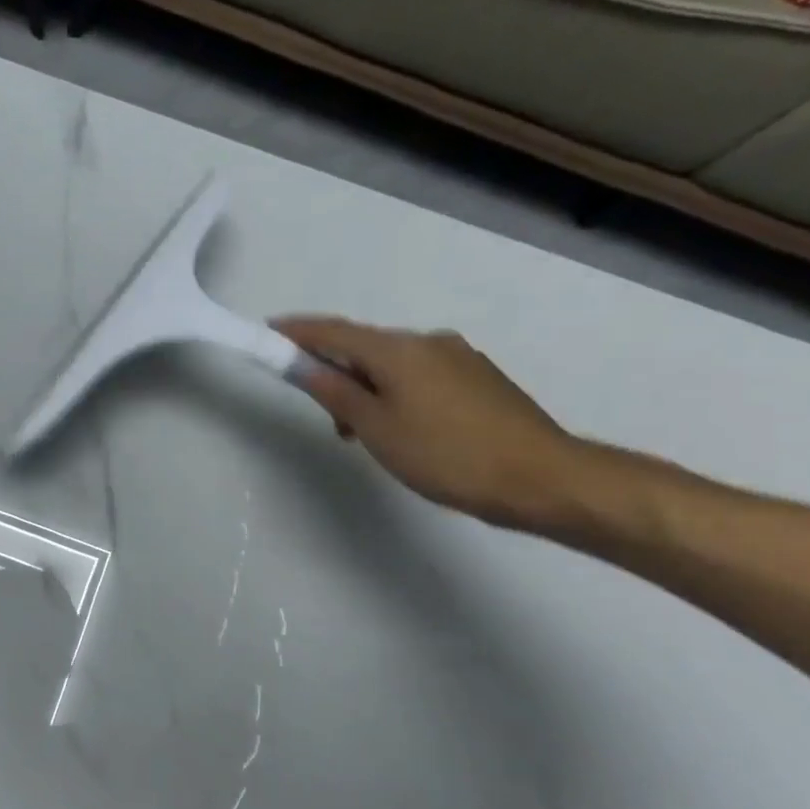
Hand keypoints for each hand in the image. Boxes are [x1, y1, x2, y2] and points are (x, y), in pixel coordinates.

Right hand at [272, 316, 585, 530]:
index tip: (268, 331)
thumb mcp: (377, 428)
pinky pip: (421, 376)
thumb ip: (336, 393)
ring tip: (366, 435)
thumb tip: (304, 365)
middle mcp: (429, 342)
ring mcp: (459, 358)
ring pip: (394, 365)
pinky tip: (404, 430)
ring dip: (368, 389)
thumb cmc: (446, 454)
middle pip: (365, 348)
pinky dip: (397, 394)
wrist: (541, 477)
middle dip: (335, 372)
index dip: (298, 332)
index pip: (334, 332)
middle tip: (328, 419)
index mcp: (399, 350)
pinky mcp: (479, 379)